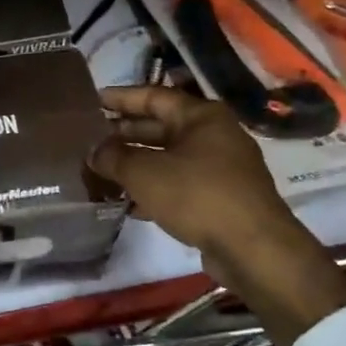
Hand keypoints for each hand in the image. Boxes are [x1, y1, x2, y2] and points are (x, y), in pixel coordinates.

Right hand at [88, 86, 345, 345]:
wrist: (253, 249)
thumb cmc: (197, 195)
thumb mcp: (144, 173)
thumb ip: (113, 158)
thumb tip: (94, 151)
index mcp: (201, 116)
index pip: (153, 96)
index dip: (121, 98)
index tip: (93, 100)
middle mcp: (214, 135)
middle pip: (161, 127)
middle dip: (125, 134)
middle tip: (91, 139)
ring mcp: (221, 168)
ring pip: (169, 158)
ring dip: (136, 163)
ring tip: (102, 171)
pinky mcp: (221, 198)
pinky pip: (179, 183)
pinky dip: (154, 188)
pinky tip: (128, 202)